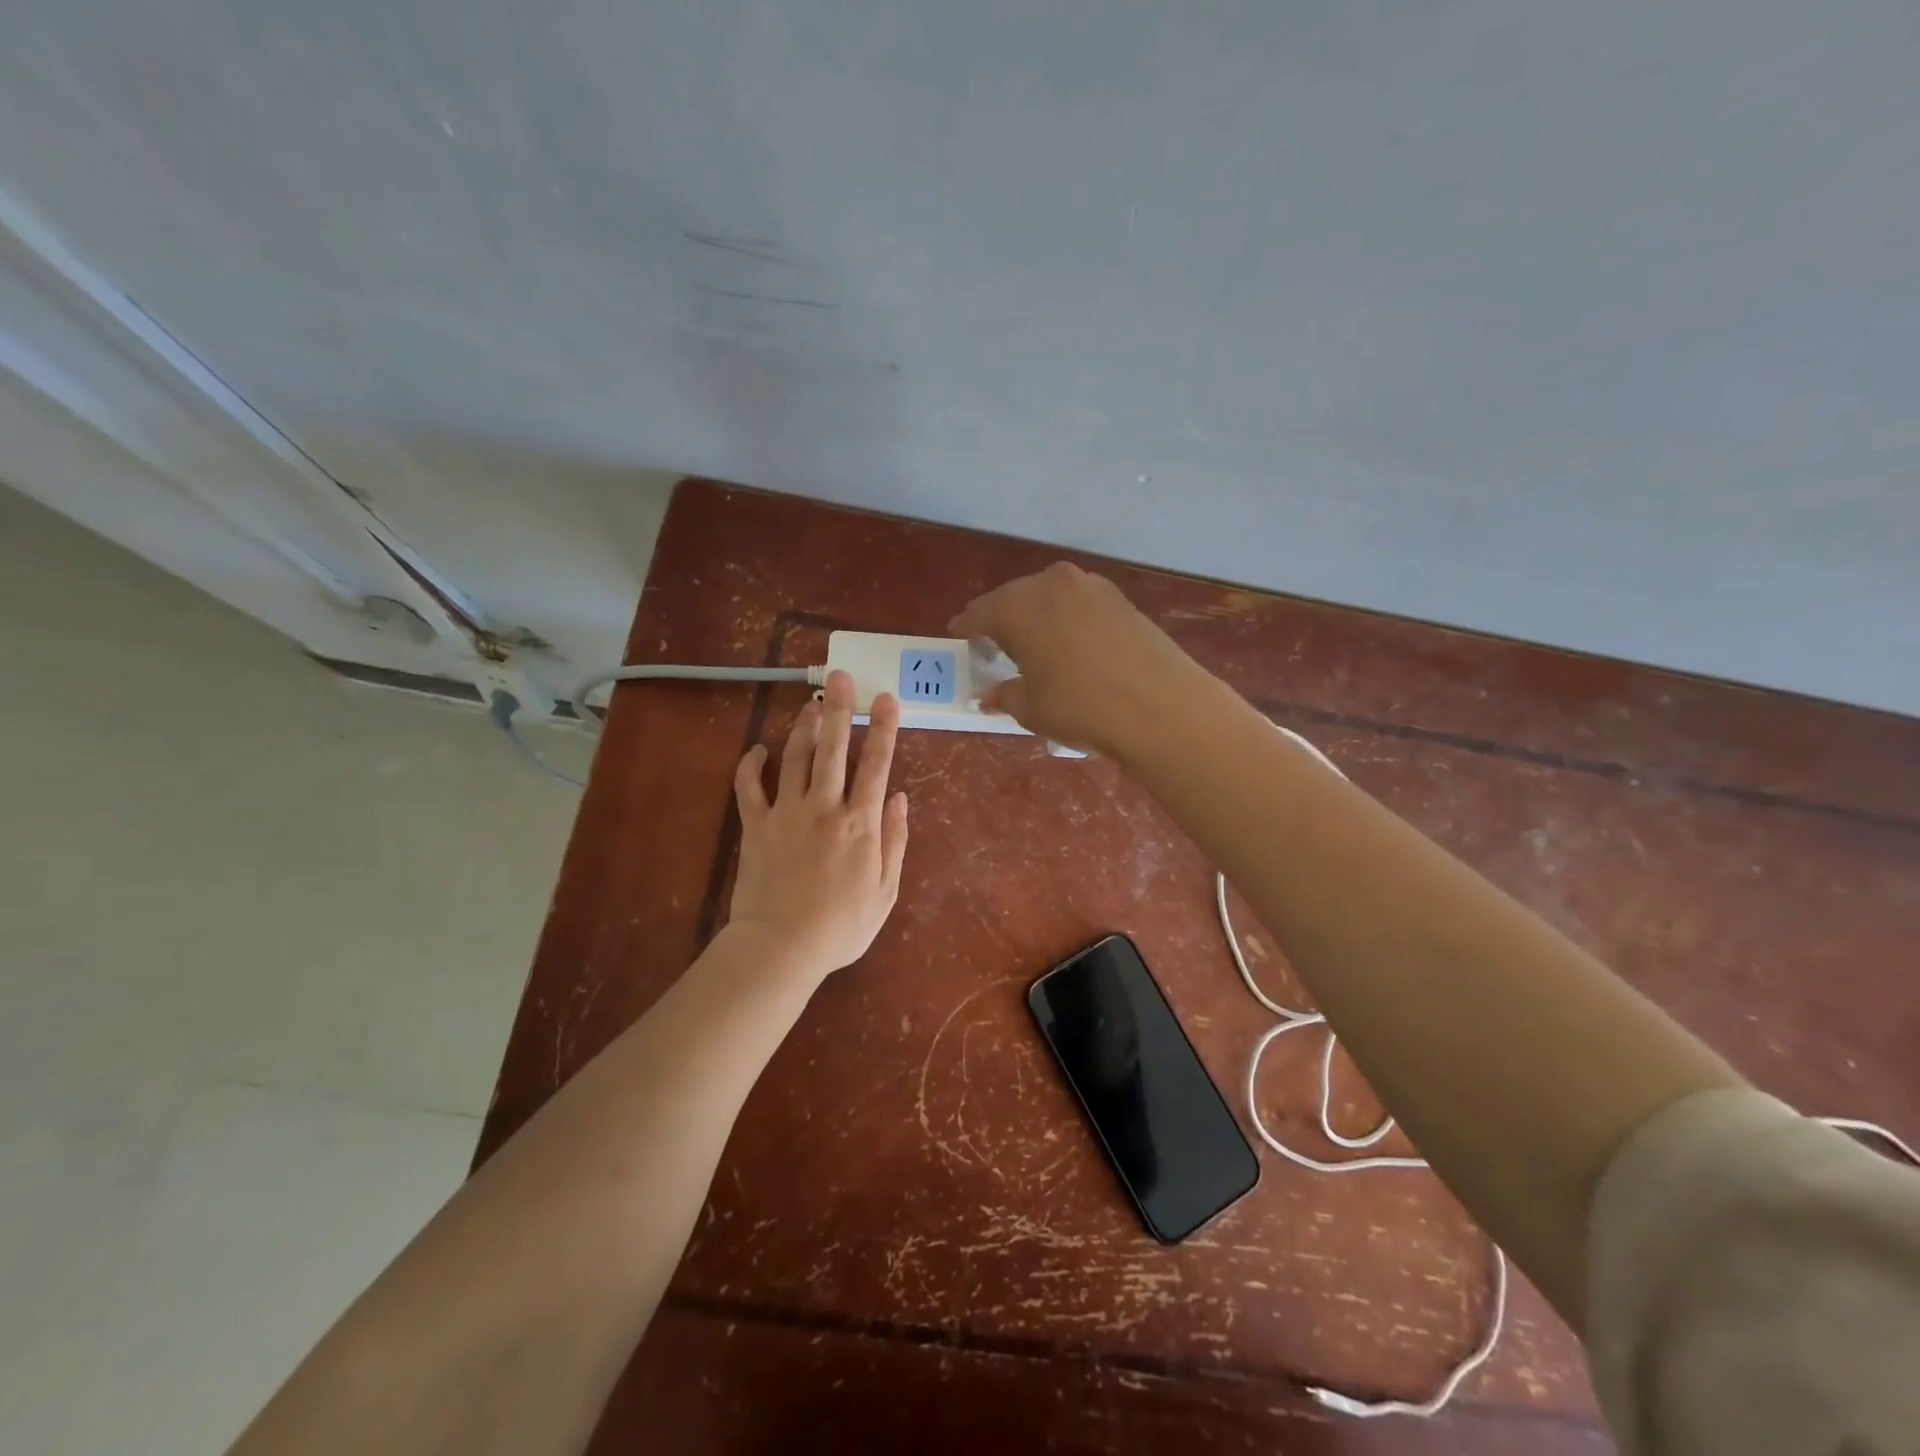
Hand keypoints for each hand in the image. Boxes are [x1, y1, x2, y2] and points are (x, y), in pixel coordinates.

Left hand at [727, 670, 909, 983]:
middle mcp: (824, 806)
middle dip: (840, 708)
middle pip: (833, 747)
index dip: (883, 728)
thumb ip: (895, 840)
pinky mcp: (755, 825)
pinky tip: (758, 748)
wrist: (782, 947)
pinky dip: (751, 764)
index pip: (876, 764)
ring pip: (795, 757)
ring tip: (811, 703)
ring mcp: (786, 812)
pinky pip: (749, 787)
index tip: (886, 698)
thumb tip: (899, 798)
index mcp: (860, 822)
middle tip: (842, 676)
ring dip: (804, 726)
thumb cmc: (841, 926)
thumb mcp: (885, 891)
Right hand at [950, 562, 1207, 756]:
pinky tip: (1073, 648)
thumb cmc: (1078, 706)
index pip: (979, 613)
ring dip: (1039, 620)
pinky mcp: (1121, 598)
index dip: (967, 629)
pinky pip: (1080, 606)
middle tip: (998, 649)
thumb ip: (1004, 695)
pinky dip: (1069, 622)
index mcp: (1016, 605)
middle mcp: (1051, 583)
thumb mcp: (1030, 708)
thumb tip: (990, 695)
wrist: (1160, 706)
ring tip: (1038, 650)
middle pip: (1015, 600)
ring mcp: (1090, 586)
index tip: (961, 638)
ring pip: (1050, 599)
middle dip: (1004, 623)